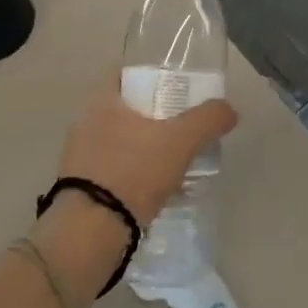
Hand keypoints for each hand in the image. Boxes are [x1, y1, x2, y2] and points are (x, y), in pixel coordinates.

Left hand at [30, 80, 237, 307]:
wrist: (90, 232)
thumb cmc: (133, 171)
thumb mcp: (180, 141)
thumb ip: (207, 119)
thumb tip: (228, 110)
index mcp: (101, 101)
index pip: (125, 75)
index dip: (152, 78)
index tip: (177, 91)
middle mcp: (84, 123)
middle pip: (126, 111)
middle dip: (154, 118)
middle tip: (184, 128)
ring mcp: (79, 158)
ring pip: (120, 143)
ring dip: (145, 150)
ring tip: (176, 164)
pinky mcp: (81, 189)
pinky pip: (114, 172)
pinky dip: (135, 177)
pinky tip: (157, 192)